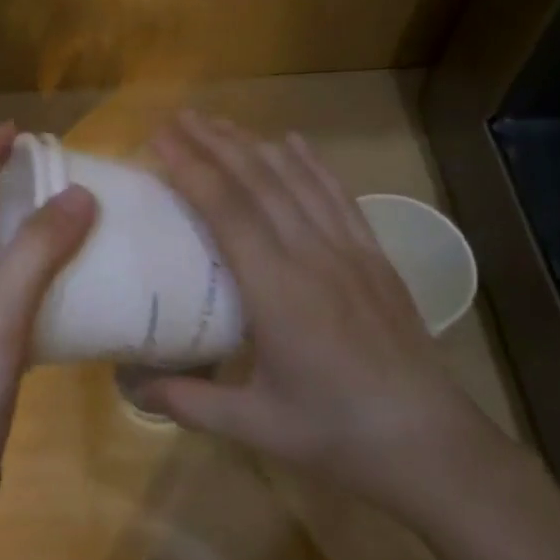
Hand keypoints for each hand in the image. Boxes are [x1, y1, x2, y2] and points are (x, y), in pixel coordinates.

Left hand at [0, 123, 95, 501]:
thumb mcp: (0, 312)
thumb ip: (39, 250)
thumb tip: (80, 194)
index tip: (18, 129)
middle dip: (3, 189)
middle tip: (46, 168)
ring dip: (20, 233)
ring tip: (62, 217)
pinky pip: (4, 295)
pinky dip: (30, 277)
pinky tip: (63, 284)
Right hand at [133, 113, 506, 510]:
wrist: (429, 443)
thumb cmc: (336, 434)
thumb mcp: (254, 425)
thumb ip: (187, 400)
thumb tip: (130, 384)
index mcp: (276, 290)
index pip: (227, 210)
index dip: (192, 167)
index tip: (161, 137)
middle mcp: (311, 255)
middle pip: (258, 182)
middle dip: (215, 142)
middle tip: (179, 116)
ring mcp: (348, 251)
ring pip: (296, 180)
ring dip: (255, 145)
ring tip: (220, 122)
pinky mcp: (374, 257)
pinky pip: (338, 196)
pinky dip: (311, 164)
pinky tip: (293, 143)